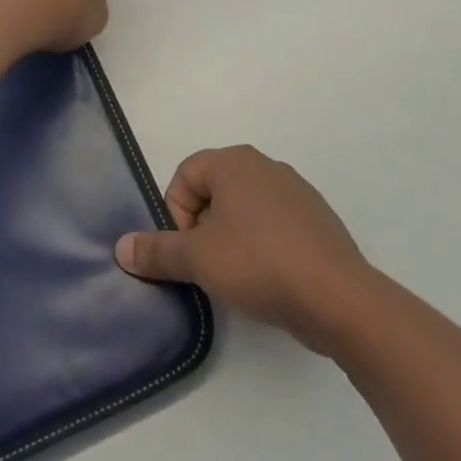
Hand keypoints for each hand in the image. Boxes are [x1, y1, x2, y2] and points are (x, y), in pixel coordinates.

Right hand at [116, 146, 372, 354]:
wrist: (339, 298)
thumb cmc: (259, 264)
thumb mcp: (198, 259)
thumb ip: (157, 251)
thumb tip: (120, 247)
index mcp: (234, 162)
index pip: (185, 175)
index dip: (176, 214)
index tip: (188, 251)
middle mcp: (264, 165)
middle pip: (214, 190)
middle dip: (203, 227)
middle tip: (209, 265)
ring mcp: (296, 191)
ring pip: (245, 208)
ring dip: (232, 237)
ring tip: (239, 276)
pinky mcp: (318, 219)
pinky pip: (275, 224)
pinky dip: (263, 245)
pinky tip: (271, 278)